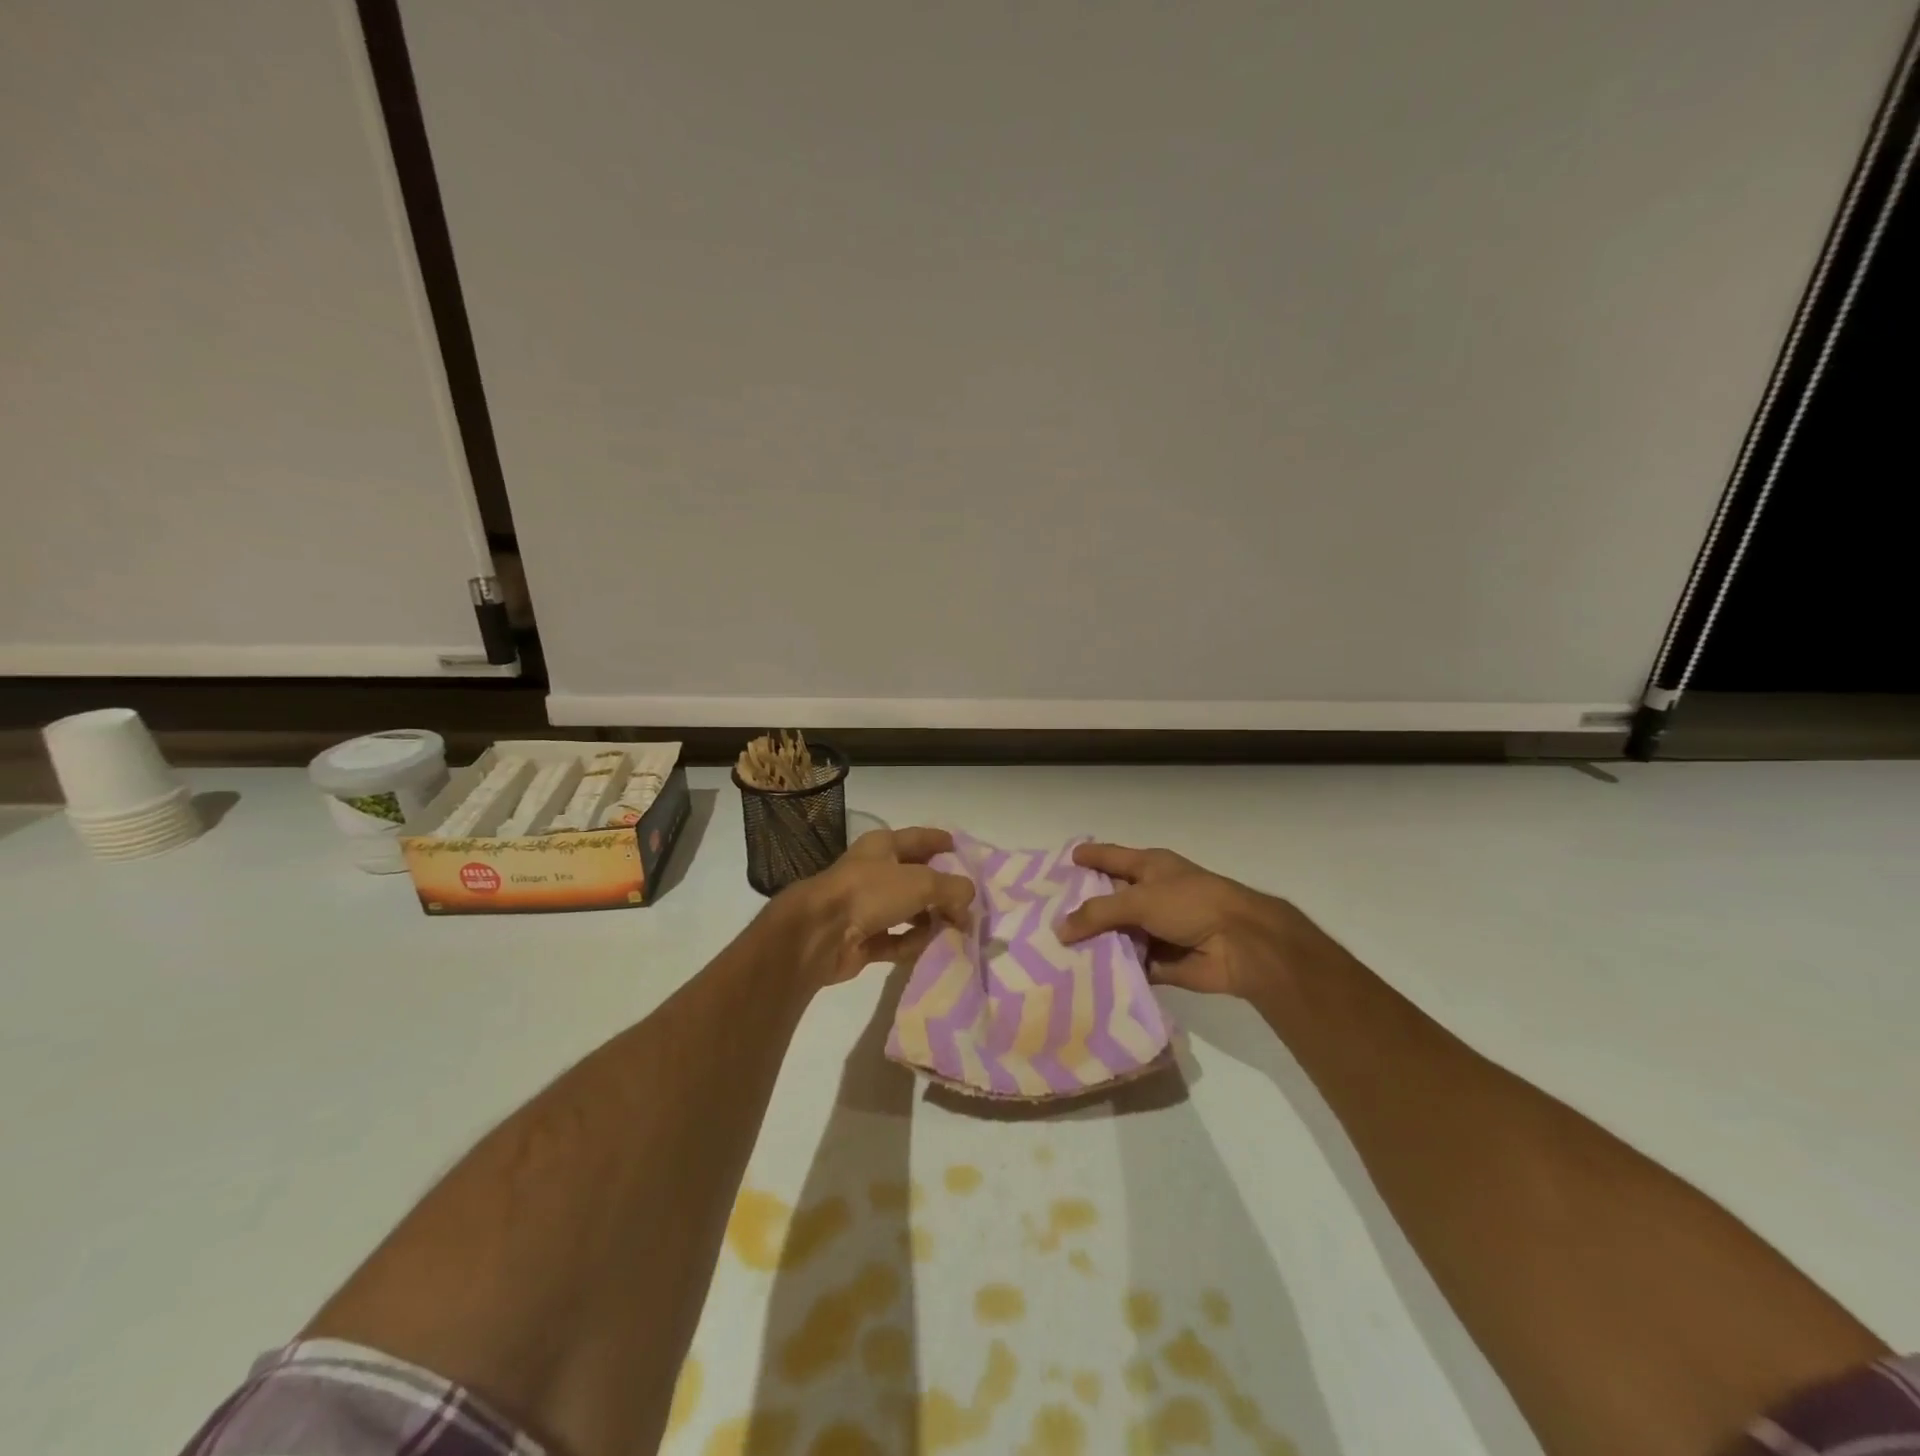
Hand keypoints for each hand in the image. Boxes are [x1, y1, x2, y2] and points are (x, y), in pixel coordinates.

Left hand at [775, 827, 974, 987]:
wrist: (820, 934)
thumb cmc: (870, 892)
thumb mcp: (922, 882)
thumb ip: (952, 889)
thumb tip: (967, 901)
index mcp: (883, 846)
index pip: (918, 838)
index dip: (939, 841)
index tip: (959, 847)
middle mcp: (874, 873)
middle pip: (915, 878)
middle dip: (941, 889)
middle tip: (969, 903)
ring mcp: (866, 907)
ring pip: (907, 911)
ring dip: (930, 920)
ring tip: (957, 930)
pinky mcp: (863, 940)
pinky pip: (896, 940)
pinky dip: (913, 944)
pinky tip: (932, 949)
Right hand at [1056, 842, 1329, 1001]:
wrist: (1241, 944)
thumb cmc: (1191, 904)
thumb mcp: (1140, 899)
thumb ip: (1098, 913)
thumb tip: (1060, 929)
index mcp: (1149, 867)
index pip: (1110, 857)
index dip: (1088, 857)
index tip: (1063, 860)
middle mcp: (1151, 894)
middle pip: (1109, 899)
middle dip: (1081, 908)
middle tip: (1044, 917)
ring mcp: (1156, 928)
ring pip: (1117, 934)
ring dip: (1094, 943)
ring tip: (1054, 951)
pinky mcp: (1161, 961)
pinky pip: (1130, 963)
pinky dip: (1113, 969)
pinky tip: (1082, 976)